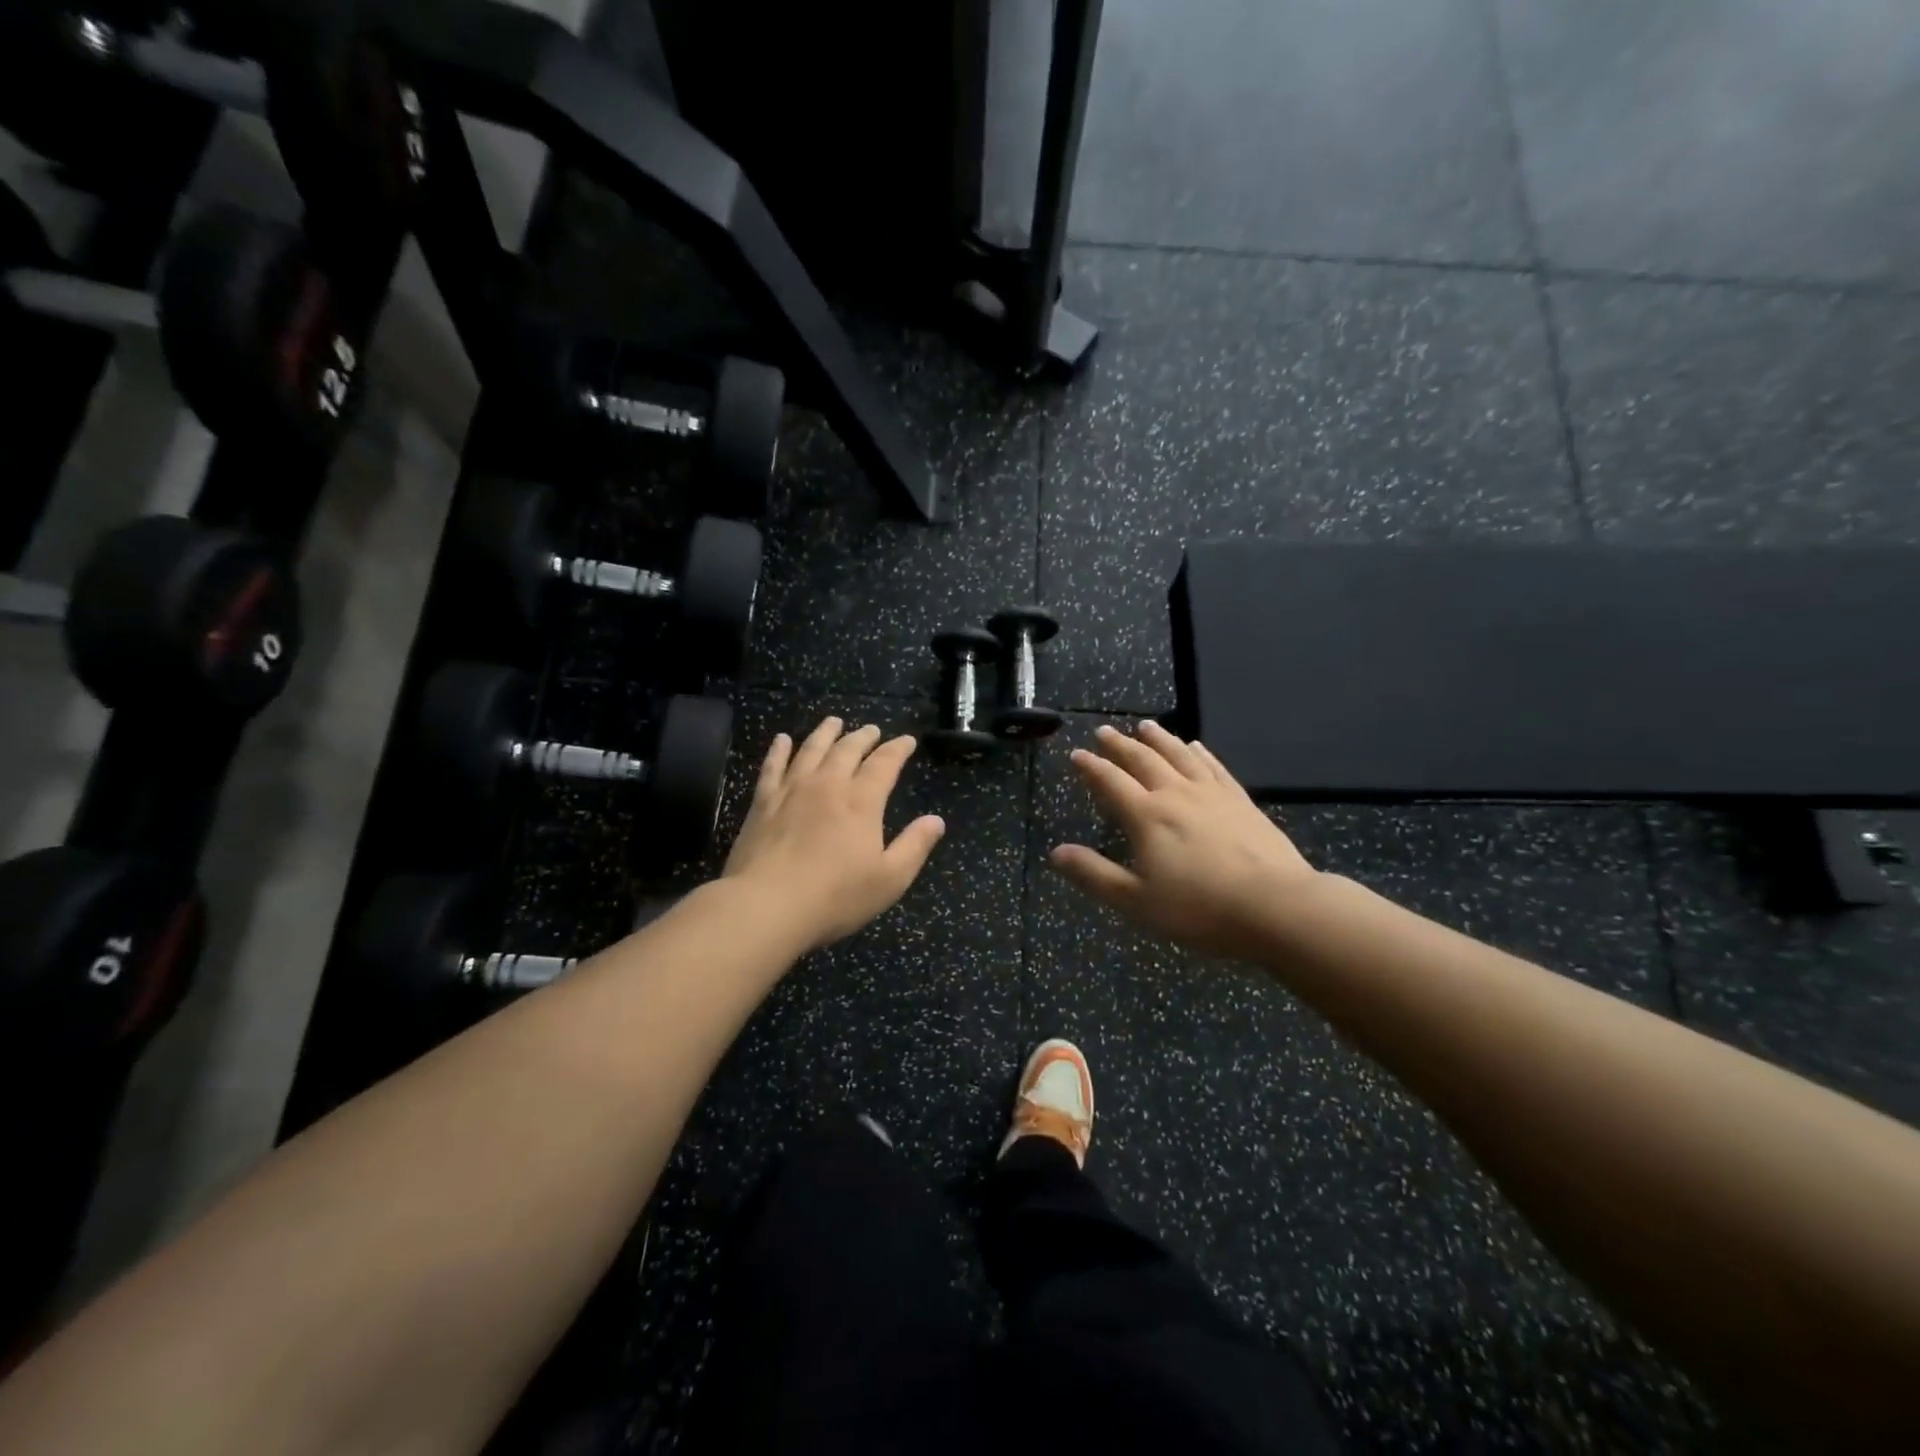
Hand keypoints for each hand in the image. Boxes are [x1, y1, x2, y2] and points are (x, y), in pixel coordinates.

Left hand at [723, 717, 945, 949]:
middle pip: (848, 749)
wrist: (767, 905)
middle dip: (863, 737)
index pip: (884, 763)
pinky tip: (782, 740)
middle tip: (871, 730)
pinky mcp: (763, 802)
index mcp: (862, 801)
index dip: (898, 749)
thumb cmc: (835, 896)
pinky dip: (779, 750)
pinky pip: (772, 766)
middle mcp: (828, 785)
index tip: (907, 740)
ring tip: (833, 722)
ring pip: (811, 749)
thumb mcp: (890, 879)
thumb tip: (936, 820)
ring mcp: (792, 790)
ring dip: (825, 733)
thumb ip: (915, 846)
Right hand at [1051, 721, 1317, 958]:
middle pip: (1143, 760)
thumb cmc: (1200, 908)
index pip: (1111, 782)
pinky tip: (1196, 747)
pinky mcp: (1241, 801)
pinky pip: (1214, 768)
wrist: (1276, 906)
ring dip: (1159, 739)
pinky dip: (1200, 753)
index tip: (1077, 754)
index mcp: (1147, 816)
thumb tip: (1056, 853)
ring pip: (1179, 756)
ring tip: (1145, 726)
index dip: (1091, 767)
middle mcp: (1176, 794)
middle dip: (1120, 745)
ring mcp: (1212, 794)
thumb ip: (1094, 874)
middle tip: (1104, 731)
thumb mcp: (1136, 901)